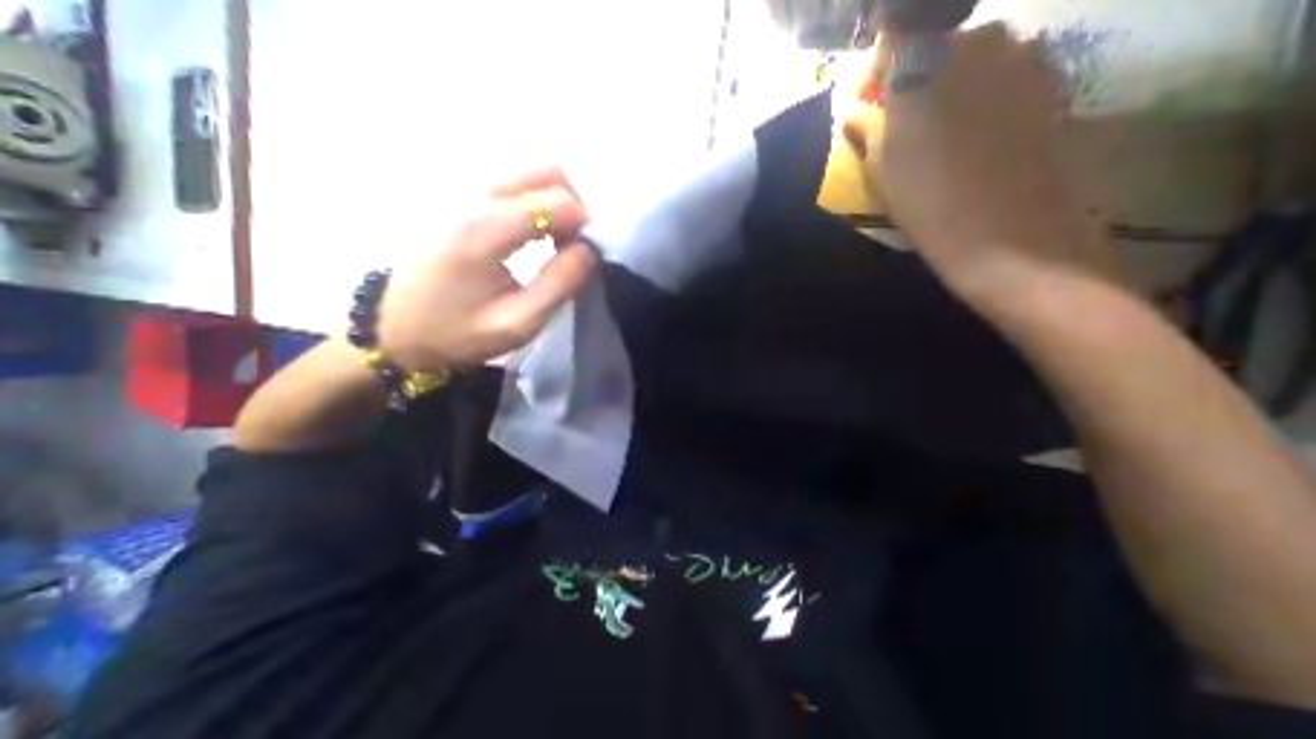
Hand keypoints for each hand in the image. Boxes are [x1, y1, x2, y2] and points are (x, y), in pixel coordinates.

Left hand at [372, 171, 592, 372]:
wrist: (392, 328)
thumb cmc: (456, 332)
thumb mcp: (517, 323)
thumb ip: (560, 284)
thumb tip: (588, 250)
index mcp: (485, 228)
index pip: (557, 201)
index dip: (585, 225)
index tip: (586, 255)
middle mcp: (473, 196)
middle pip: (547, 172)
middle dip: (575, 206)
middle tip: (574, 245)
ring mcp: (462, 191)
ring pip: (531, 175)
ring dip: (556, 204)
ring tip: (555, 243)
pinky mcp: (458, 198)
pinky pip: (514, 185)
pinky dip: (537, 203)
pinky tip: (533, 235)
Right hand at [842, 22, 1118, 306]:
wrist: (1006, 231)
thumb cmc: (926, 202)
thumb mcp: (880, 169)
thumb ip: (867, 128)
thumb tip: (857, 111)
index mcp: (922, 64)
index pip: (896, 34)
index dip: (880, 66)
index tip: (872, 99)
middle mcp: (977, 42)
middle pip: (939, 43)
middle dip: (918, 75)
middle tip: (907, 121)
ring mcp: (1022, 56)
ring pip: (976, 57)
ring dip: (955, 85)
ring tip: (946, 134)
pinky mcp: (1053, 78)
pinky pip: (1009, 72)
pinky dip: (988, 94)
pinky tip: (980, 136)